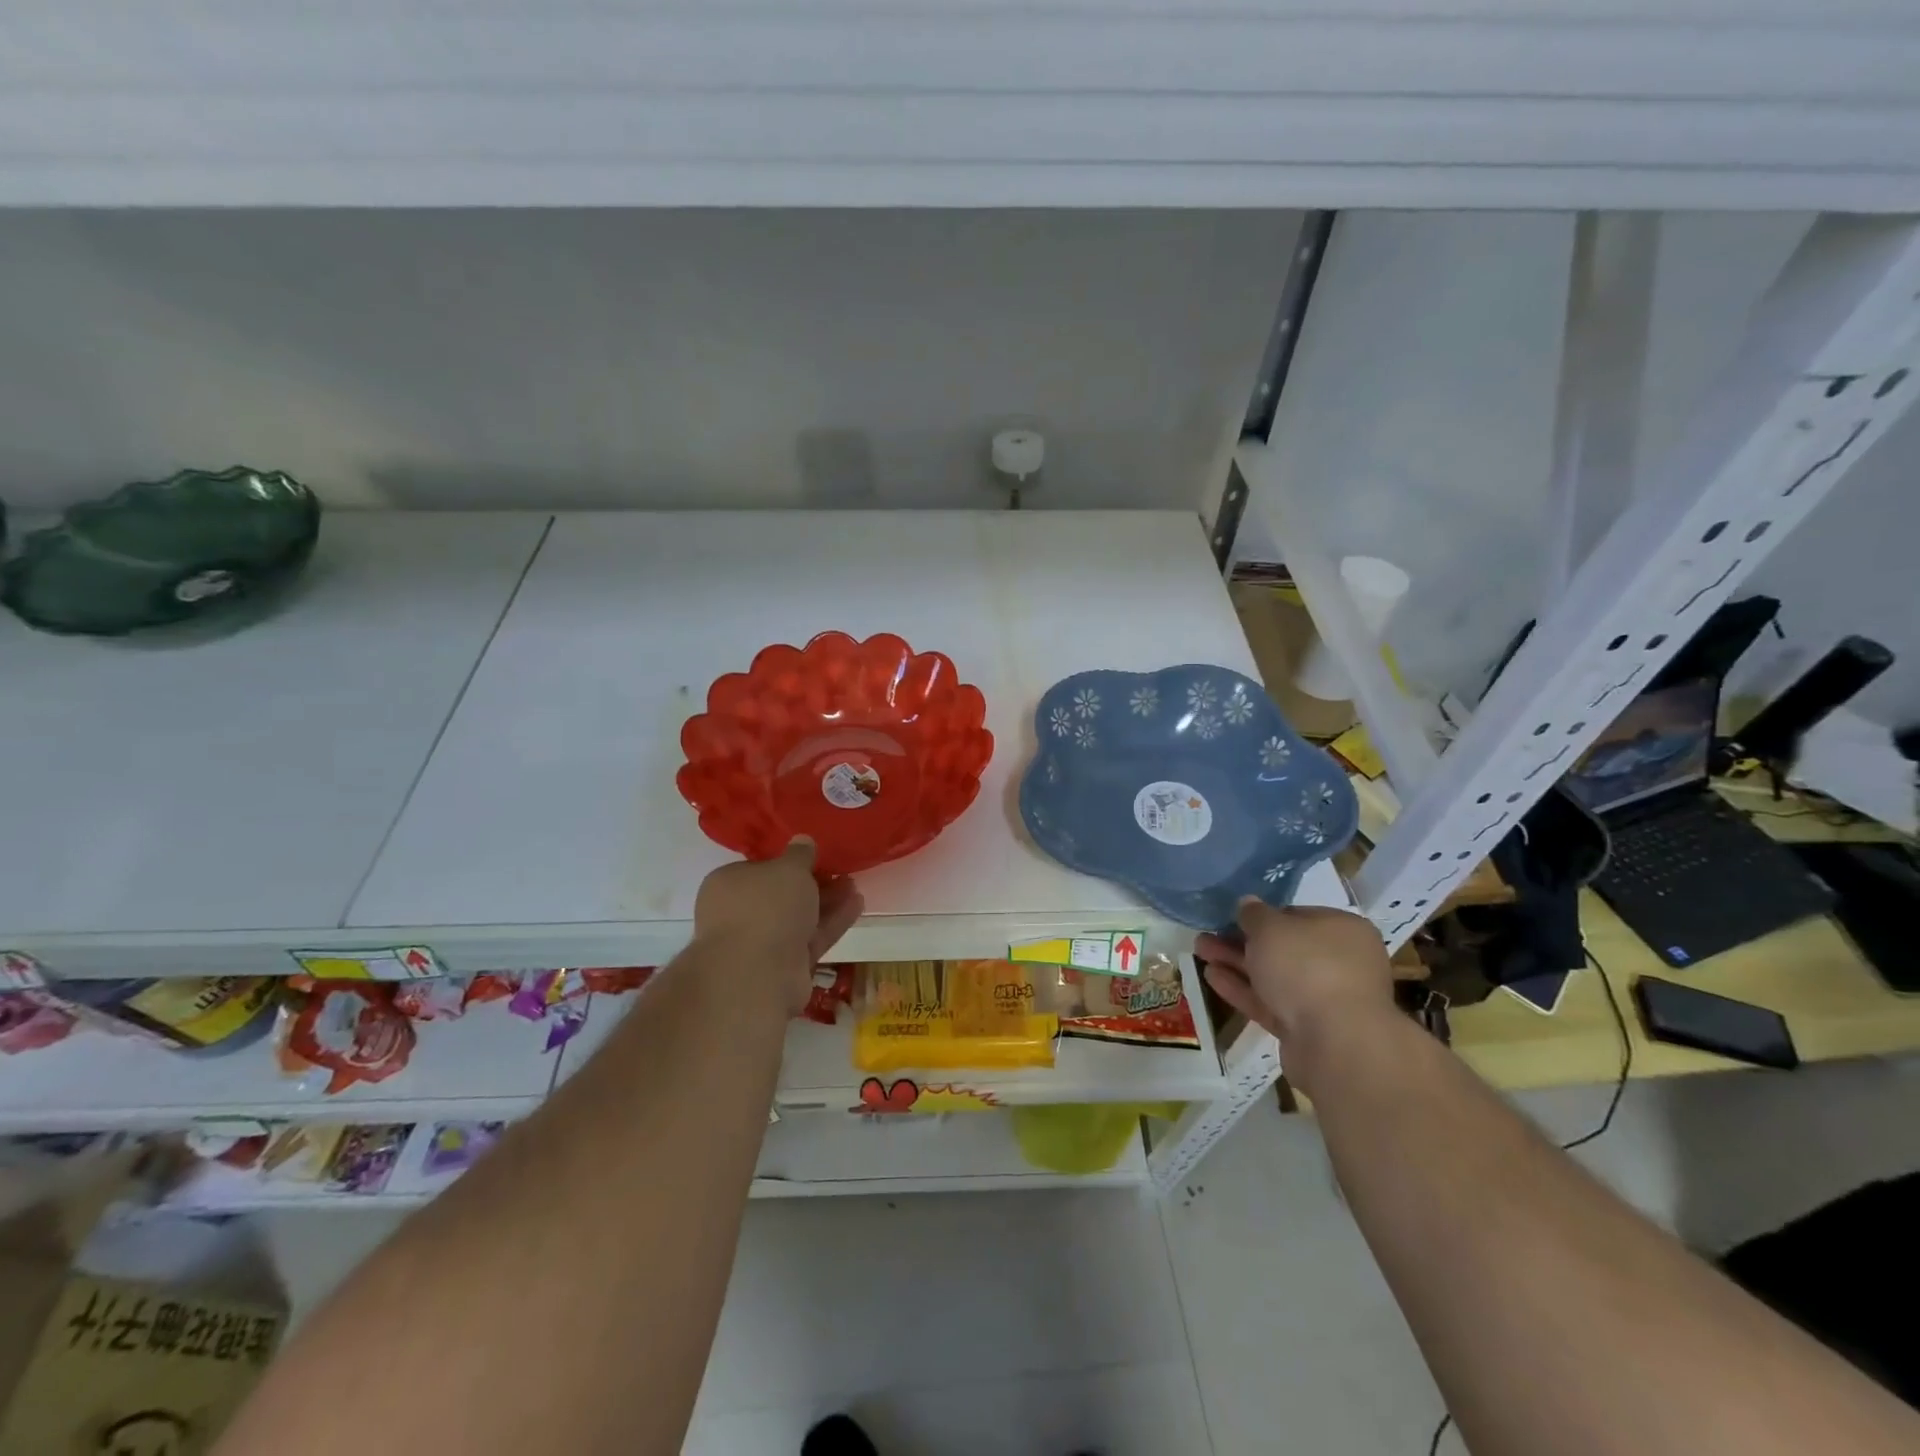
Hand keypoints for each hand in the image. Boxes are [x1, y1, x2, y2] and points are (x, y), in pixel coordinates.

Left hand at [692, 839, 863, 1013]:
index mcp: (727, 885)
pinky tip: (857, 905)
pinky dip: (831, 923)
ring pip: (798, 918)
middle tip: (840, 872)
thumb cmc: (766, 907)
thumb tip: (802, 840)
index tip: (813, 858)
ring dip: (826, 903)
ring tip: (854, 886)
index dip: (786, 864)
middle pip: (781, 895)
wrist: (757, 973)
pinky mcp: (783, 967)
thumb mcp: (789, 868)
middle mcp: (739, 914)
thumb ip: (799, 854)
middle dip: (813, 884)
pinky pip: (810, 939)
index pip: (758, 869)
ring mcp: (760, 943)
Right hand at [1196, 898, 1395, 1090]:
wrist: (1336, 1043)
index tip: (1232, 917)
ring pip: (1273, 976)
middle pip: (1283, 948)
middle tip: (1207, 935)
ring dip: (1236, 964)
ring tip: (1199, 952)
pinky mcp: (1308, 1029)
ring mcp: (1325, 999)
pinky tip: (1211, 977)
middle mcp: (1341, 962)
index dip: (1263, 916)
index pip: (1297, 915)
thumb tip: (1248, 904)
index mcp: (1343, 930)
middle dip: (1241, 941)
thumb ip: (1254, 914)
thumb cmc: (1307, 966)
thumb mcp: (1270, 927)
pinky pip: (1271, 1003)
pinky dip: (1243, 990)